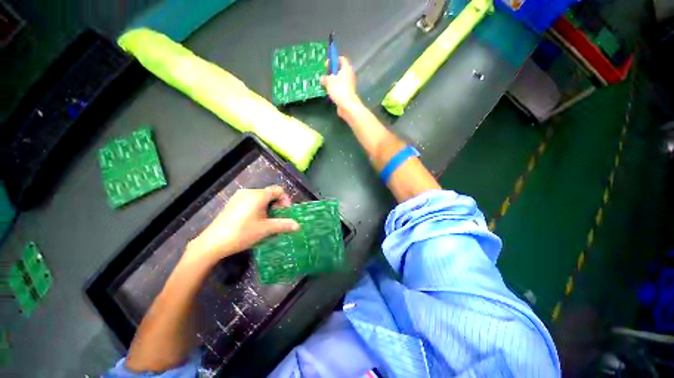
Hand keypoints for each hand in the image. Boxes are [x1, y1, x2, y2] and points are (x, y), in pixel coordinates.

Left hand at [184, 186, 299, 265]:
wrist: (212, 243)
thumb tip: (298, 226)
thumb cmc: (242, 233)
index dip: (286, 200)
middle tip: (277, 219)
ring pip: (261, 198)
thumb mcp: (265, 229)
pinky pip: (251, 201)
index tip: (285, 213)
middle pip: (270, 193)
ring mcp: (239, 197)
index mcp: (258, 195)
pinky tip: (255, 221)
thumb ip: (283, 225)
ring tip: (267, 221)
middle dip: (277, 205)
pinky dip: (258, 208)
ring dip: (268, 207)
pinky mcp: (233, 203)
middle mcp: (249, 192)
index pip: (278, 190)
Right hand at [321, 56, 361, 117]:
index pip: (341, 59)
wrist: (347, 105)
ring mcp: (349, 85)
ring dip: (333, 81)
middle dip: (332, 72)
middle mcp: (349, 75)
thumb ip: (325, 78)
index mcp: (346, 68)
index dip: (333, 60)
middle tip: (325, 75)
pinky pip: (340, 88)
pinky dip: (335, 89)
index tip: (327, 65)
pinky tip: (329, 92)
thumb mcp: (329, 81)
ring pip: (340, 80)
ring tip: (325, 84)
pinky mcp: (348, 93)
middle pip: (340, 70)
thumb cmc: (339, 90)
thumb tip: (322, 78)